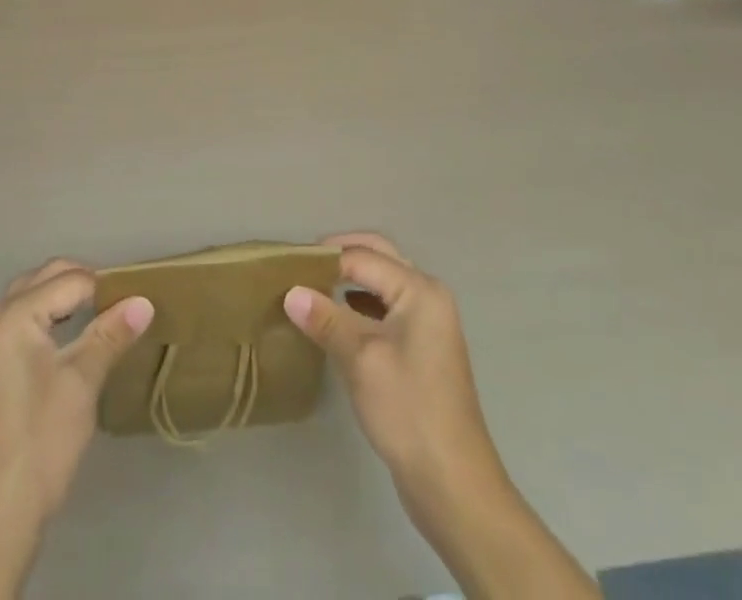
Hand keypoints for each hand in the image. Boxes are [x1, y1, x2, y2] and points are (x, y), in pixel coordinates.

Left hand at [0, 258, 153, 599]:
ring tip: (105, 315)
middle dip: (85, 283)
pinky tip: (77, 337)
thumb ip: (111, 334)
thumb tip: (145, 301)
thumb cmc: (41, 442)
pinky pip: (26, 319)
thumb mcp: (82, 382)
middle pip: (47, 279)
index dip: (106, 289)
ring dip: (68, 297)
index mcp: (13, 315)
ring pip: (35, 297)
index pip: (70, 281)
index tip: (139, 301)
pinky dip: (53, 316)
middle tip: (123, 303)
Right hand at [285, 233, 600, 599]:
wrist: (453, 485)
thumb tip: (291, 291)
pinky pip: (385, 311)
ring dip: (349, 281)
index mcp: (419, 290)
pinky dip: (359, 307)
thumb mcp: (361, 359)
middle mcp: (428, 297)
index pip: (363, 257)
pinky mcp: (422, 350)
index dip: (325, 258)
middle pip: (379, 258)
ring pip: (382, 285)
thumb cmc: (409, 411)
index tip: (287, 264)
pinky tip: (334, 321)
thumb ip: (326, 319)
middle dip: (341, 257)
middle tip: (301, 267)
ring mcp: (428, 324)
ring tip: (311, 289)